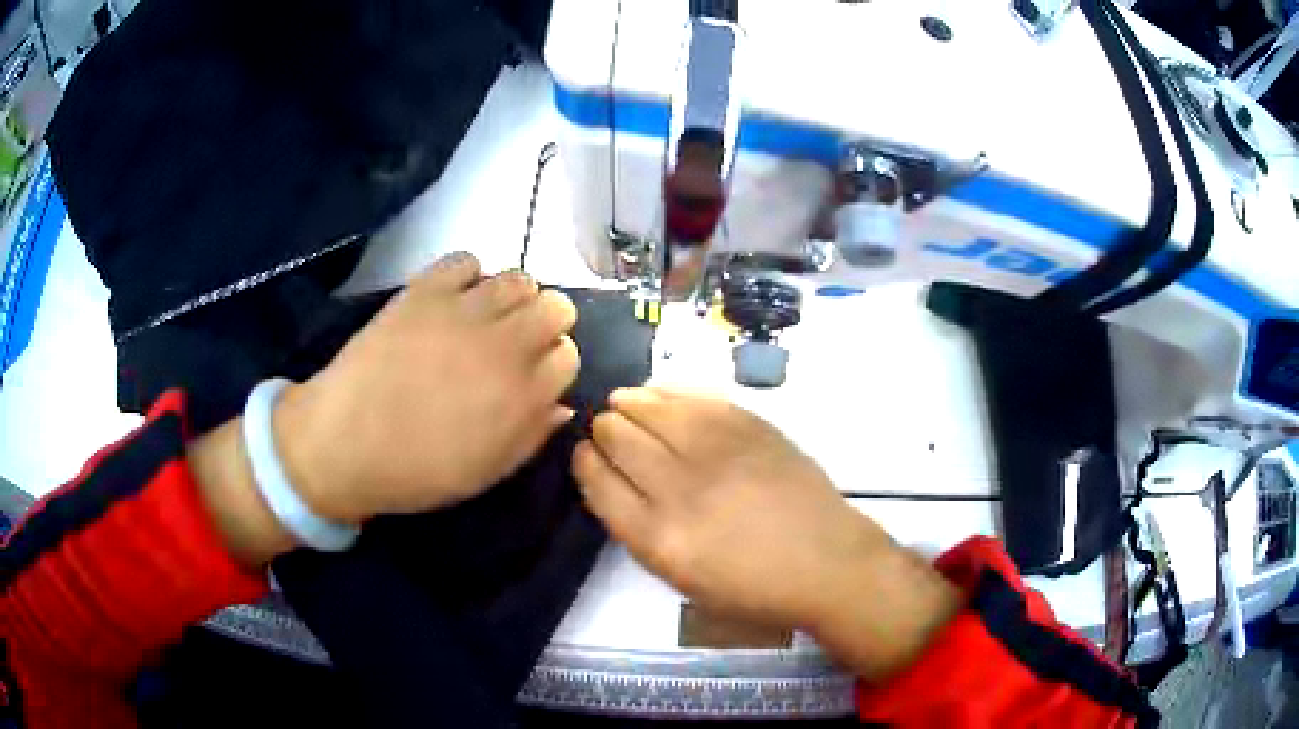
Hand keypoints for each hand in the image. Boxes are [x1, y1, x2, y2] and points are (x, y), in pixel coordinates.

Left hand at [275, 252, 579, 523]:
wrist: (345, 443)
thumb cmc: (417, 470)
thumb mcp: (487, 472)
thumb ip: (532, 435)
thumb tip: (563, 405)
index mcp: (523, 396)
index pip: (568, 355)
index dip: (554, 363)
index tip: (534, 373)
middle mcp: (504, 345)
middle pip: (557, 307)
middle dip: (547, 322)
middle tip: (518, 340)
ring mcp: (464, 312)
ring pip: (519, 279)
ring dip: (512, 297)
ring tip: (488, 315)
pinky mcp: (426, 290)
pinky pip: (467, 261)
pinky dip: (468, 275)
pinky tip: (454, 298)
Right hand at [572, 388, 959, 678]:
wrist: (826, 563)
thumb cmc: (753, 587)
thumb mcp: (681, 579)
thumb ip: (640, 530)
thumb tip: (614, 480)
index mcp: (658, 539)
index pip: (597, 482)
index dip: (584, 461)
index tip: (585, 454)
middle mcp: (679, 489)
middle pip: (617, 438)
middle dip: (602, 429)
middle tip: (606, 429)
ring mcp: (716, 451)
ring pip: (649, 408)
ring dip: (628, 403)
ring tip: (624, 404)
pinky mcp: (748, 426)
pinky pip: (692, 397)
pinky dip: (666, 392)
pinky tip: (658, 394)